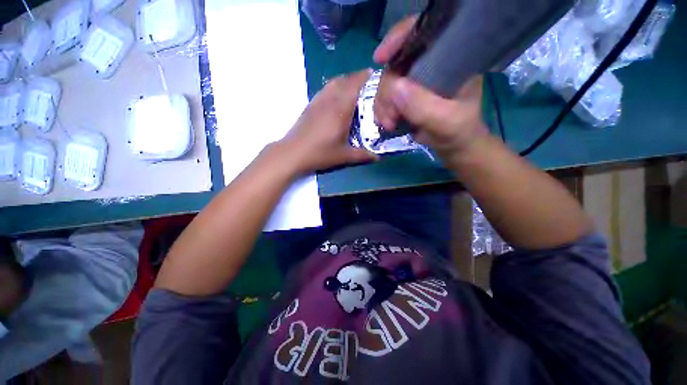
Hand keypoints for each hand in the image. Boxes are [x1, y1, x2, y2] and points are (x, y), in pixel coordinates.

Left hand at [278, 69, 378, 174]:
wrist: (293, 152)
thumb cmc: (320, 153)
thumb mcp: (343, 156)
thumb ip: (362, 155)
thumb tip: (378, 157)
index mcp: (340, 110)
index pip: (355, 85)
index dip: (366, 78)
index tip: (376, 75)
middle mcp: (330, 100)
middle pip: (345, 80)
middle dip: (358, 78)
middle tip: (369, 84)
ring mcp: (318, 101)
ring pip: (334, 82)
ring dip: (346, 80)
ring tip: (355, 88)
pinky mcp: (310, 105)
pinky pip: (325, 89)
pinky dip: (335, 86)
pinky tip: (337, 97)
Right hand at [373, 17, 488, 161]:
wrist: (453, 145)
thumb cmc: (459, 131)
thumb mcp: (447, 121)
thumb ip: (424, 107)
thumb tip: (394, 88)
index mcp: (450, 58)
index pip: (423, 32)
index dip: (399, 38)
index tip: (381, 58)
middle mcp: (430, 64)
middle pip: (396, 63)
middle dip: (387, 91)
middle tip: (391, 117)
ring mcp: (415, 81)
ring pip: (386, 82)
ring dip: (382, 105)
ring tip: (389, 124)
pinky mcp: (405, 96)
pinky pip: (384, 97)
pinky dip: (381, 110)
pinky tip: (387, 123)